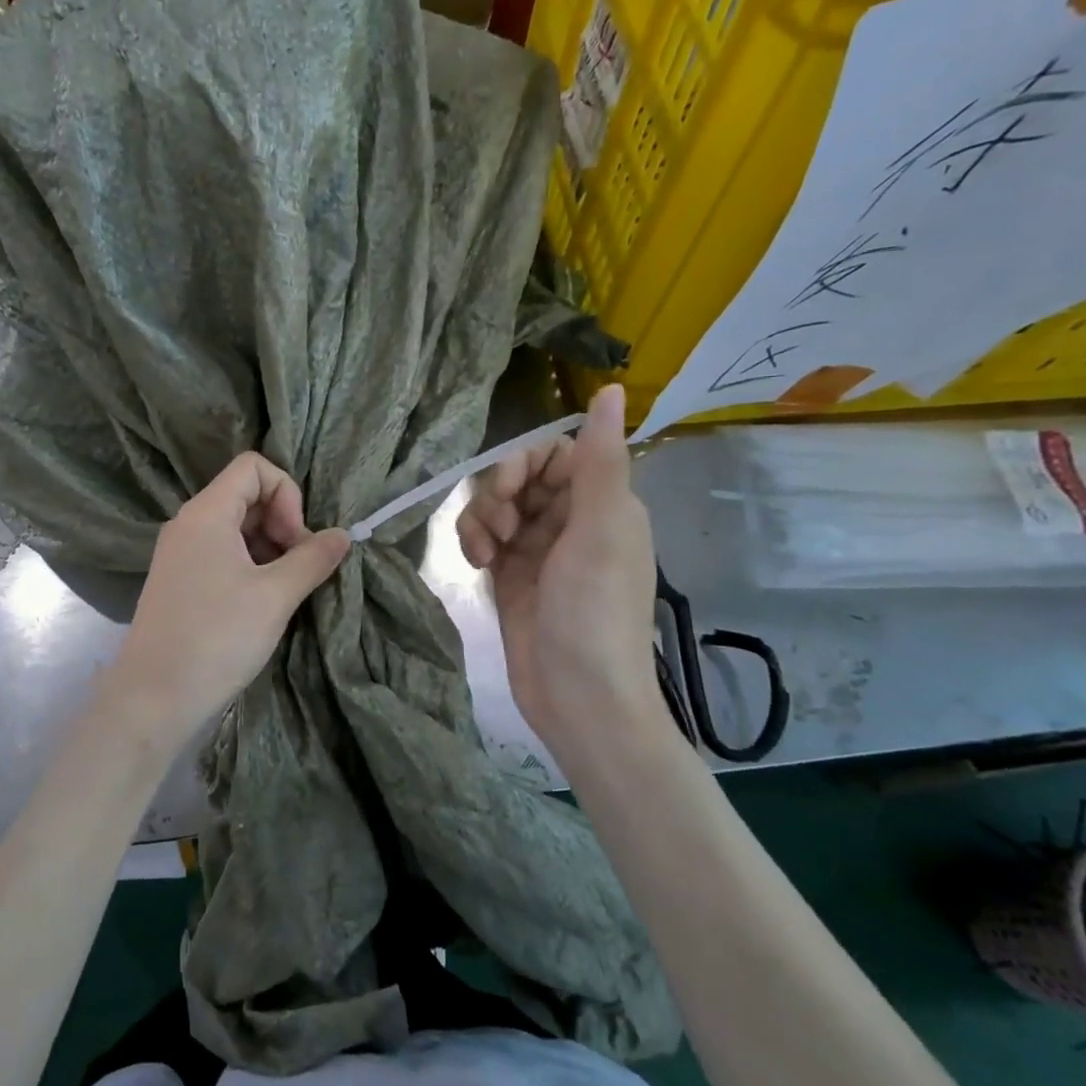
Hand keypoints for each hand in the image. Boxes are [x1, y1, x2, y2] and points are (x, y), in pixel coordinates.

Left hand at [101, 452, 349, 747]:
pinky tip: (265, 601)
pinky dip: (251, 566)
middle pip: (246, 496)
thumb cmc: (217, 638)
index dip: (286, 493)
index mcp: (206, 513)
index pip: (253, 467)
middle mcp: (189, 524)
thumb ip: (313, 558)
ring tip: (287, 588)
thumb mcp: (275, 596)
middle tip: (300, 567)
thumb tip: (342, 535)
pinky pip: (222, 554)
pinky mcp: (181, 581)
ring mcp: (181, 554)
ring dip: (270, 548)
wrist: (153, 699)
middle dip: (282, 522)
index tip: (296, 539)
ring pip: (236, 528)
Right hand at [456, 384, 658, 748]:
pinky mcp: (510, 575)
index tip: (512, 491)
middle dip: (499, 493)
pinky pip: (484, 537)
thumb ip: (600, 458)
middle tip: (501, 528)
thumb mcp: (601, 528)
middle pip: (520, 476)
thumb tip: (611, 388)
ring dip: (481, 519)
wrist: (578, 696)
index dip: (526, 463)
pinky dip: (474, 542)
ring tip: (486, 553)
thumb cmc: (595, 610)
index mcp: (604, 503)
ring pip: (496, 505)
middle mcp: (571, 520)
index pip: (555, 453)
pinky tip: (477, 564)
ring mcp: (538, 549)